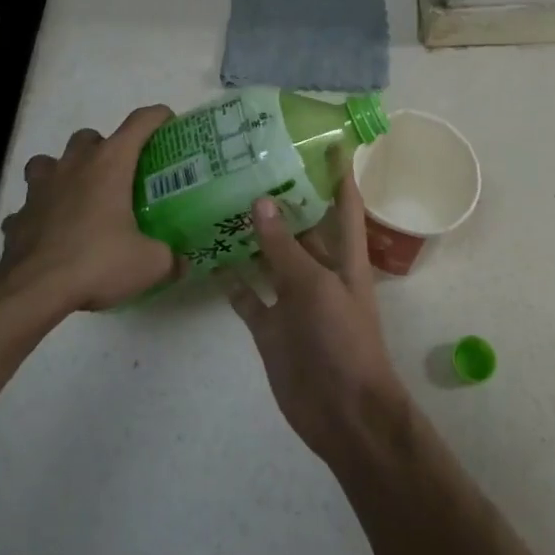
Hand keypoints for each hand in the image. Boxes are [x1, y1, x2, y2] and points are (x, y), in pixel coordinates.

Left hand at [0, 105, 178, 312]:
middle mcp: (73, 165)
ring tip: (77, 196)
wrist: (34, 290)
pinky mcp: (18, 216)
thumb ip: (170, 259)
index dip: (156, 117)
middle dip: (103, 148)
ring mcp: (40, 189)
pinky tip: (49, 234)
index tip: (168, 122)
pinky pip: (28, 206)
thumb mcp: (149, 264)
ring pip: (48, 162)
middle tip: (118, 176)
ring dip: (62, 172)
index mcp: (109, 164)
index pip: (138, 123)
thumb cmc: (97, 262)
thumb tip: (181, 263)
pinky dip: (39, 214)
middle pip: (88, 137)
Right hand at [223, 168, 410, 464]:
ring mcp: (292, 300)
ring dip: (251, 236)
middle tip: (249, 164)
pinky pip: (248, 297)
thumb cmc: (343, 341)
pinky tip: (210, 257)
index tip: (326, 140)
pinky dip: (233, 281)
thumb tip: (261, 199)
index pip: (344, 204)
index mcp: (343, 257)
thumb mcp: (315, 286)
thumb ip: (285, 246)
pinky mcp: (271, 328)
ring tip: (221, 201)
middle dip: (281, 200)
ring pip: (269, 258)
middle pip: (301, 227)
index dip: (339, 173)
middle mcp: (318, 272)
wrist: (343, 414)